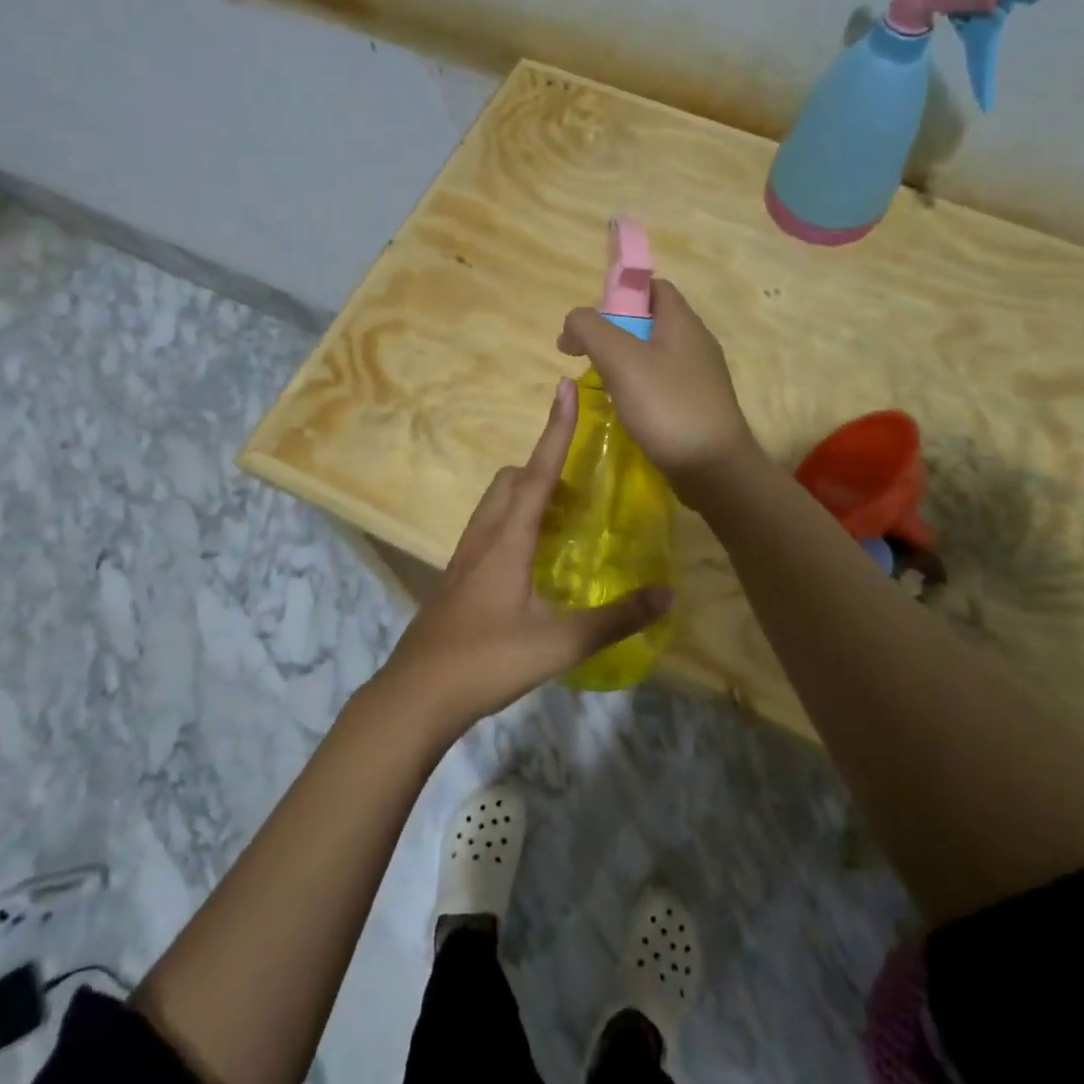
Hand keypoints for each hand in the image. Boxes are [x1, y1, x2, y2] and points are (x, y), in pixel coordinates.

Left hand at [374, 378, 672, 736]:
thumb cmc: (488, 661)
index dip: (556, 430)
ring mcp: (465, 557)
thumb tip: (666, 594)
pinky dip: (514, 524)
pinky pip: (489, 530)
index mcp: (507, 539)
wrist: (417, 694)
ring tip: (563, 525)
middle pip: (512, 481)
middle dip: (545, 469)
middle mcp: (484, 536)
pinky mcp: (457, 578)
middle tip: (581, 493)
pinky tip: (532, 564)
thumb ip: (615, 619)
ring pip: (496, 505)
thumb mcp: (559, 643)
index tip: (565, 388)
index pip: (539, 472)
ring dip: (528, 497)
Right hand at [558, 279, 759, 494]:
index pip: (652, 287)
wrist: (713, 468)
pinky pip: (661, 383)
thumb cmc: (668, 406)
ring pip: (653, 354)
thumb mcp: (622, 360)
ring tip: (600, 382)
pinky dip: (638, 387)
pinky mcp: (695, 405)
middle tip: (586, 354)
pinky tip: (623, 407)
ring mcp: (698, 376)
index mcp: (682, 322)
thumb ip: (591, 330)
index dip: (619, 293)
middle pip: (649, 321)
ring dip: (623, 362)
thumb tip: (573, 322)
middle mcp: (694, 343)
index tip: (591, 320)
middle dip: (614, 331)